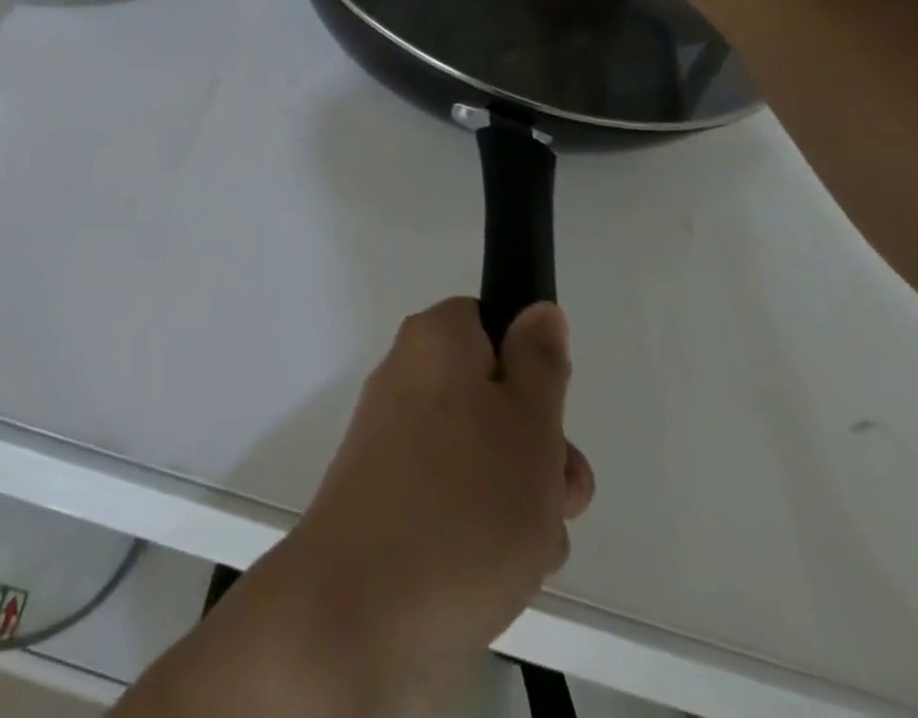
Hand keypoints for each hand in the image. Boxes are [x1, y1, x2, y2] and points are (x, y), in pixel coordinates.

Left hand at [290, 300, 592, 691]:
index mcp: (433, 341)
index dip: (529, 368)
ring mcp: (395, 442)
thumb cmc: (464, 501)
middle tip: (553, 494)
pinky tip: (494, 576)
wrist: (364, 607)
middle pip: (494, 399)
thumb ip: (540, 362)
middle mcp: (407, 379)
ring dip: (520, 503)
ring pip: (484, 459)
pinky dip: (484, 533)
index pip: (490, 324)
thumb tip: (537, 311)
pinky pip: (455, 500)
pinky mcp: (389, 499)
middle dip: (537, 451)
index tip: (549, 416)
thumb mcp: (529, 423)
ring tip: (522, 548)